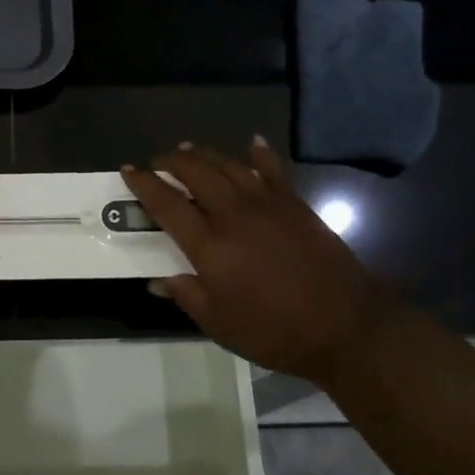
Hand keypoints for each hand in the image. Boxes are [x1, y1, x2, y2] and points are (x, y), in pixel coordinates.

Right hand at [122, 138, 404, 387]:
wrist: (345, 326)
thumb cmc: (275, 331)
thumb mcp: (220, 324)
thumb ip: (187, 296)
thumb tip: (157, 280)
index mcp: (209, 245)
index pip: (166, 204)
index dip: (144, 184)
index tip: (128, 170)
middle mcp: (233, 215)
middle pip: (196, 173)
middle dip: (172, 161)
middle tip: (159, 161)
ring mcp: (267, 205)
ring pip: (229, 166)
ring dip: (205, 154)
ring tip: (189, 150)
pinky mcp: (295, 205)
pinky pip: (273, 170)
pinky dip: (260, 154)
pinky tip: (252, 143)